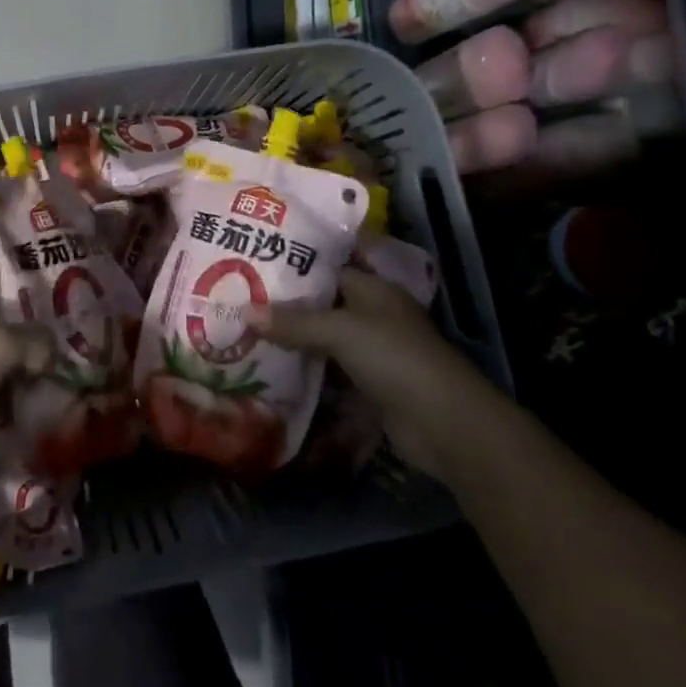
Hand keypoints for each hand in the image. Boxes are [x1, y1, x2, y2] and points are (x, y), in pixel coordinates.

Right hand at [257, 270, 488, 479]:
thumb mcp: (339, 331)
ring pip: (325, 341)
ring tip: (248, 333)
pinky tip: (274, 372)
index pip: (327, 267)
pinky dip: (308, 373)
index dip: (294, 266)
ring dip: (295, 342)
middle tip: (241, 300)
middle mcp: (372, 315)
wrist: (444, 423)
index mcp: (372, 288)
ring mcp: (373, 353)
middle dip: (287, 307)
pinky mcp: (370, 387)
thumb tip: (244, 312)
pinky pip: (331, 373)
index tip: (255, 263)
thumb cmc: (394, 357)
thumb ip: (293, 322)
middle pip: (324, 305)